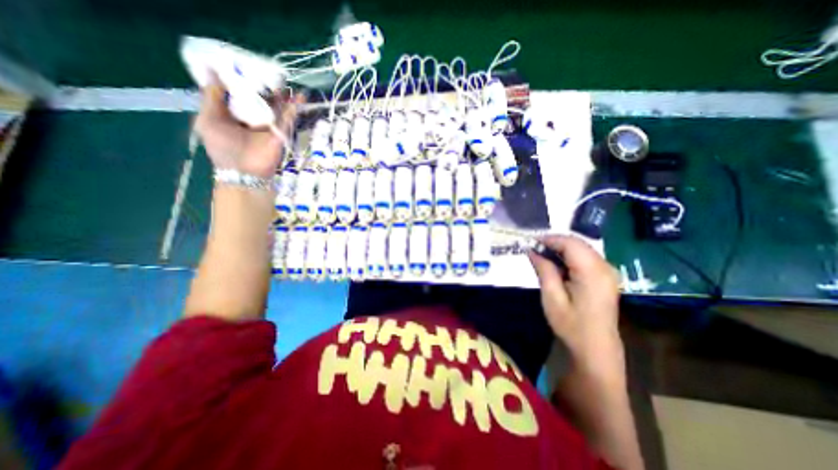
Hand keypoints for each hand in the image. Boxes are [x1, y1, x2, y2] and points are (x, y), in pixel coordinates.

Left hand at [193, 75, 304, 177]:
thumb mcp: (208, 119)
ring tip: (286, 81)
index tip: (244, 64)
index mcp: (232, 113)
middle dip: (264, 86)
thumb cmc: (223, 147)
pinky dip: (294, 109)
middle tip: (269, 71)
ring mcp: (268, 126)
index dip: (241, 79)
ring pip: (276, 107)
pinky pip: (288, 118)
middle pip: (259, 98)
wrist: (244, 172)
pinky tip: (300, 98)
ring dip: (282, 96)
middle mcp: (251, 118)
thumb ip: (211, 97)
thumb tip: (212, 70)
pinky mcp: (281, 133)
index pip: (237, 92)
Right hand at [530, 238, 620, 364]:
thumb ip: (544, 269)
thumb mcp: (552, 297)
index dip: (549, 239)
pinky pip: (586, 257)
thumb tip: (532, 250)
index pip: (570, 243)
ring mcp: (608, 272)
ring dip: (561, 248)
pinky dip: (569, 256)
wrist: (596, 348)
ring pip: (582, 248)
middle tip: (534, 249)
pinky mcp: (606, 277)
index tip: (530, 242)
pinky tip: (557, 264)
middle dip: (554, 242)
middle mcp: (605, 267)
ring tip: (542, 255)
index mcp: (592, 272)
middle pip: (578, 243)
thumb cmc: (571, 325)